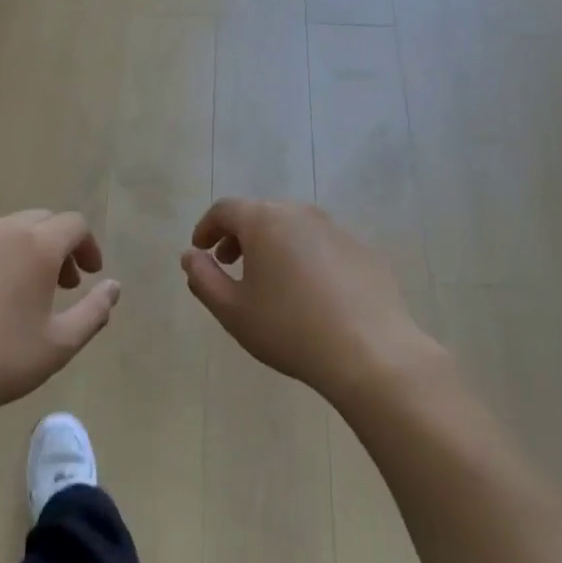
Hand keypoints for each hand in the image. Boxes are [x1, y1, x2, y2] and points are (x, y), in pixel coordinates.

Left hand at [0, 211, 120, 428]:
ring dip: (18, 254)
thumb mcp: (60, 345)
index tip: (89, 276)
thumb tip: (113, 287)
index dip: (88, 246)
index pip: (74, 224)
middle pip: (37, 221)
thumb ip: (95, 311)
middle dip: (56, 247)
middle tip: (59, 285)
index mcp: (34, 246)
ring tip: (16, 295)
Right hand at [180, 199, 444, 407]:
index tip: (200, 249)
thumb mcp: (232, 311)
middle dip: (240, 234)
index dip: (207, 227)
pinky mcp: (365, 252)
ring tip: (269, 279)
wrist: (370, 353)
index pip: (226, 209)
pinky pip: (324, 246)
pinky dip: (307, 258)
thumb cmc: (289, 329)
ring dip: (274, 245)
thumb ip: (203, 278)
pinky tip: (310, 294)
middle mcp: (302, 214)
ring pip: (295, 228)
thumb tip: (191, 256)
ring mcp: (338, 230)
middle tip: (230, 263)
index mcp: (265, 221)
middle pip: (262, 213)